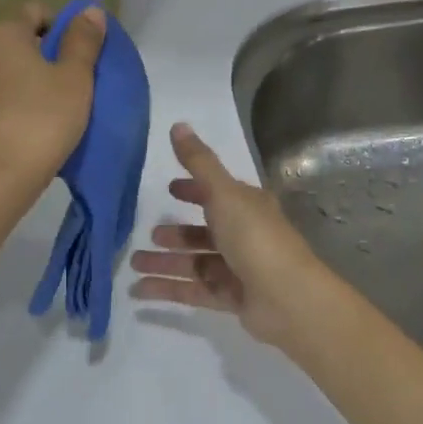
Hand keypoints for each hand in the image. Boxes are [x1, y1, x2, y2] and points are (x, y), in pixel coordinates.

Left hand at [0, 2, 105, 203]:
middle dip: (43, 60)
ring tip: (48, 116)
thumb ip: (83, 41)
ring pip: (2, 75)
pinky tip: (24, 135)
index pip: (37, 12)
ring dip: (23, 86)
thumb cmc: (40, 121)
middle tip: (70, 91)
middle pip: (16, 44)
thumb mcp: (75, 79)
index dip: (63, 30)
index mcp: (1, 33)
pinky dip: (7, 110)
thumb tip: (89, 9)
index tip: (80, 62)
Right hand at [130, 123, 337, 350]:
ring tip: (134, 263)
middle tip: (148, 235)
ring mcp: (239, 269)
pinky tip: (138, 291)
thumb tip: (177, 124)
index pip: (217, 194)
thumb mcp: (224, 194)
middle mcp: (245, 236)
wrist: (288, 298)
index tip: (169, 189)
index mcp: (247, 207)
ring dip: (165, 262)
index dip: (193, 190)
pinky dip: (167, 289)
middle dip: (175, 234)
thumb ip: (199, 163)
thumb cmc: (256, 238)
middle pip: (204, 233)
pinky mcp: (232, 299)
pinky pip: (193, 291)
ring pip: (195, 263)